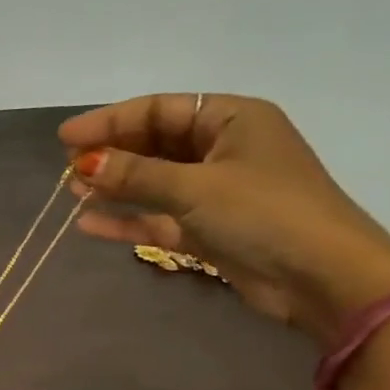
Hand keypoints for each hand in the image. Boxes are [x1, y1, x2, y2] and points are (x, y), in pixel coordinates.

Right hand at [60, 93, 389, 342]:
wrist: (324, 279)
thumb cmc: (264, 214)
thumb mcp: (194, 187)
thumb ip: (135, 174)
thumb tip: (83, 164)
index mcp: (232, 119)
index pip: (159, 110)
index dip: (110, 121)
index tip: (66, 138)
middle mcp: (224, 149)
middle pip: (154, 144)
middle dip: (111, 155)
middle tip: (68, 168)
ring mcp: (216, 191)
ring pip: (154, 182)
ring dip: (115, 187)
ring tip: (74, 193)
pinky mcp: (210, 229)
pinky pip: (159, 217)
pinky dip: (128, 220)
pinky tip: (90, 224)